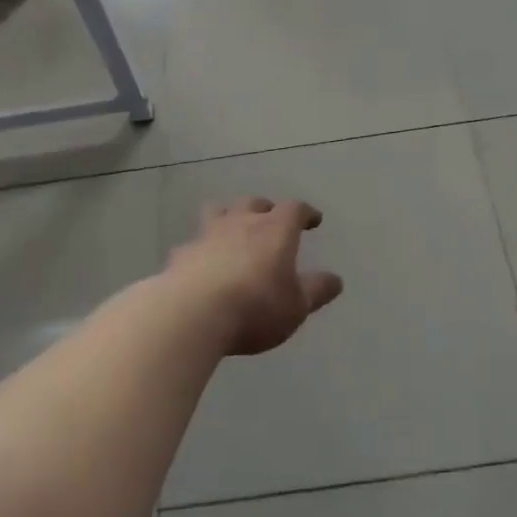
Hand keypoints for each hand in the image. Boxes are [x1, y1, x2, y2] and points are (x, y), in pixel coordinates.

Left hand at [166, 197, 341, 354]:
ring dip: (228, 216)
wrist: (192, 313)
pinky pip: (193, 244)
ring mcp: (207, 235)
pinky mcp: (181, 254)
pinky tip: (200, 264)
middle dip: (265, 209)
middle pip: (254, 203)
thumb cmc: (255, 307)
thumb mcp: (297, 306)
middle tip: (270, 220)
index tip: (313, 220)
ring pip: (218, 212)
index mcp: (275, 230)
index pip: (295, 209)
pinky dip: (200, 249)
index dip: (306, 213)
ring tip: (231, 229)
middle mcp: (241, 223)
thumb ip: (316, 290)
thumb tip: (335, 280)